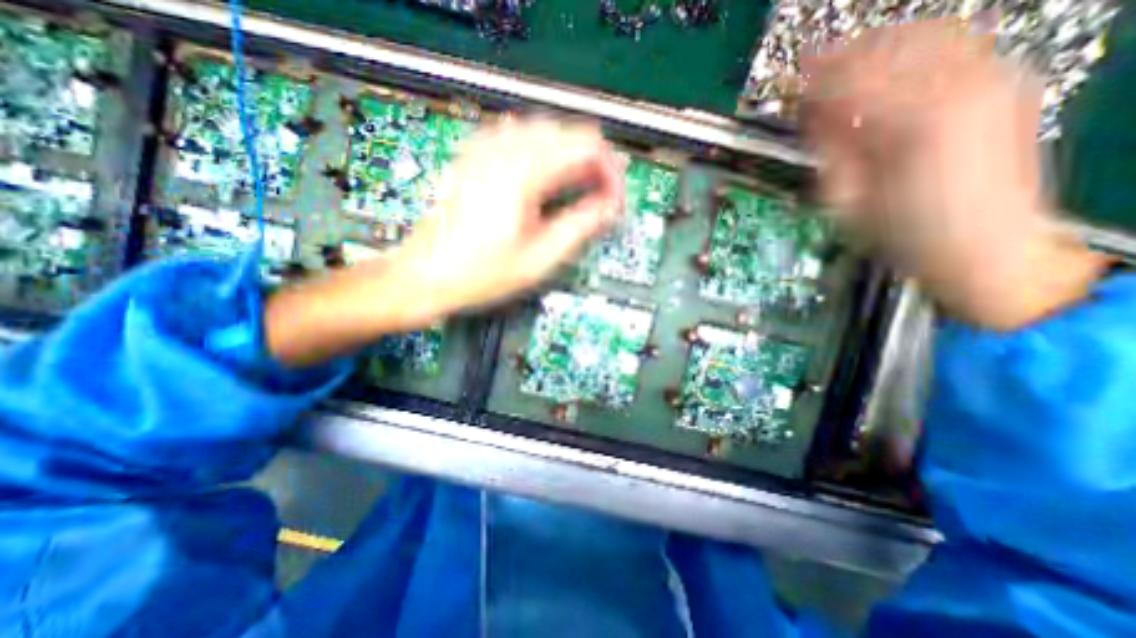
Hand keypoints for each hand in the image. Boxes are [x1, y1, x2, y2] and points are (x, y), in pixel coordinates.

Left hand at [263, 118, 619, 365]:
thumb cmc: (478, 273)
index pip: (588, 145)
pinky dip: (542, 156)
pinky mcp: (474, 157)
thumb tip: (609, 207)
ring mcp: (485, 148)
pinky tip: (542, 182)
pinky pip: (519, 138)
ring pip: (546, 132)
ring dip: (569, 159)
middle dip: (592, 165)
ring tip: (574, 194)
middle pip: (569, 133)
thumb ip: (580, 226)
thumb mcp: (539, 259)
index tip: (613, 201)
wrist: (425, 275)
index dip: (610, 172)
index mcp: (523, 171)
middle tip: (598, 201)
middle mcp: (504, 148)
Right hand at [796, 18, 1111, 329]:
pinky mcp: (1004, 86)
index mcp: (914, 123)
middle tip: (812, 70)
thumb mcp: (848, 202)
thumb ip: (831, 151)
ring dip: (877, 49)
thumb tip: (814, 118)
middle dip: (844, 58)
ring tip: (845, 68)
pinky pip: (952, 48)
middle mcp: (961, 87)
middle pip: (888, 47)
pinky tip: (887, 74)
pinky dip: (911, 54)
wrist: (987, 247)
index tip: (792, 81)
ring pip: (924, 37)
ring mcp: (992, 80)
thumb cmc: (905, 235)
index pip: (851, 82)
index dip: (816, 82)